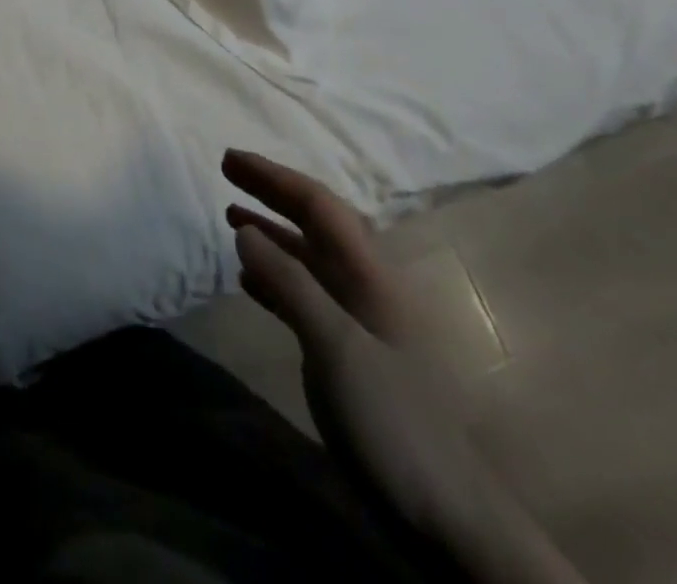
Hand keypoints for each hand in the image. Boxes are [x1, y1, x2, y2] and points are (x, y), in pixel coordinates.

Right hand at [223, 150, 584, 583]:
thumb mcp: (336, 348)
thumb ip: (290, 283)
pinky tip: (248, 280)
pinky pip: (305, 293)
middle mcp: (366, 284)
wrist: (448, 516)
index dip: (273, 177)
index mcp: (371, 273)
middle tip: (228, 172)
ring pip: (309, 256)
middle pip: (315, 222)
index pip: (318, 205)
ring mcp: (360, 318)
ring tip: (232, 215)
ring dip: (272, 231)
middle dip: (272, 193)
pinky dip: (275, 277)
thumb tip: (245, 229)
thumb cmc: (394, 421)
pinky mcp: (349, 350)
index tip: (230, 159)